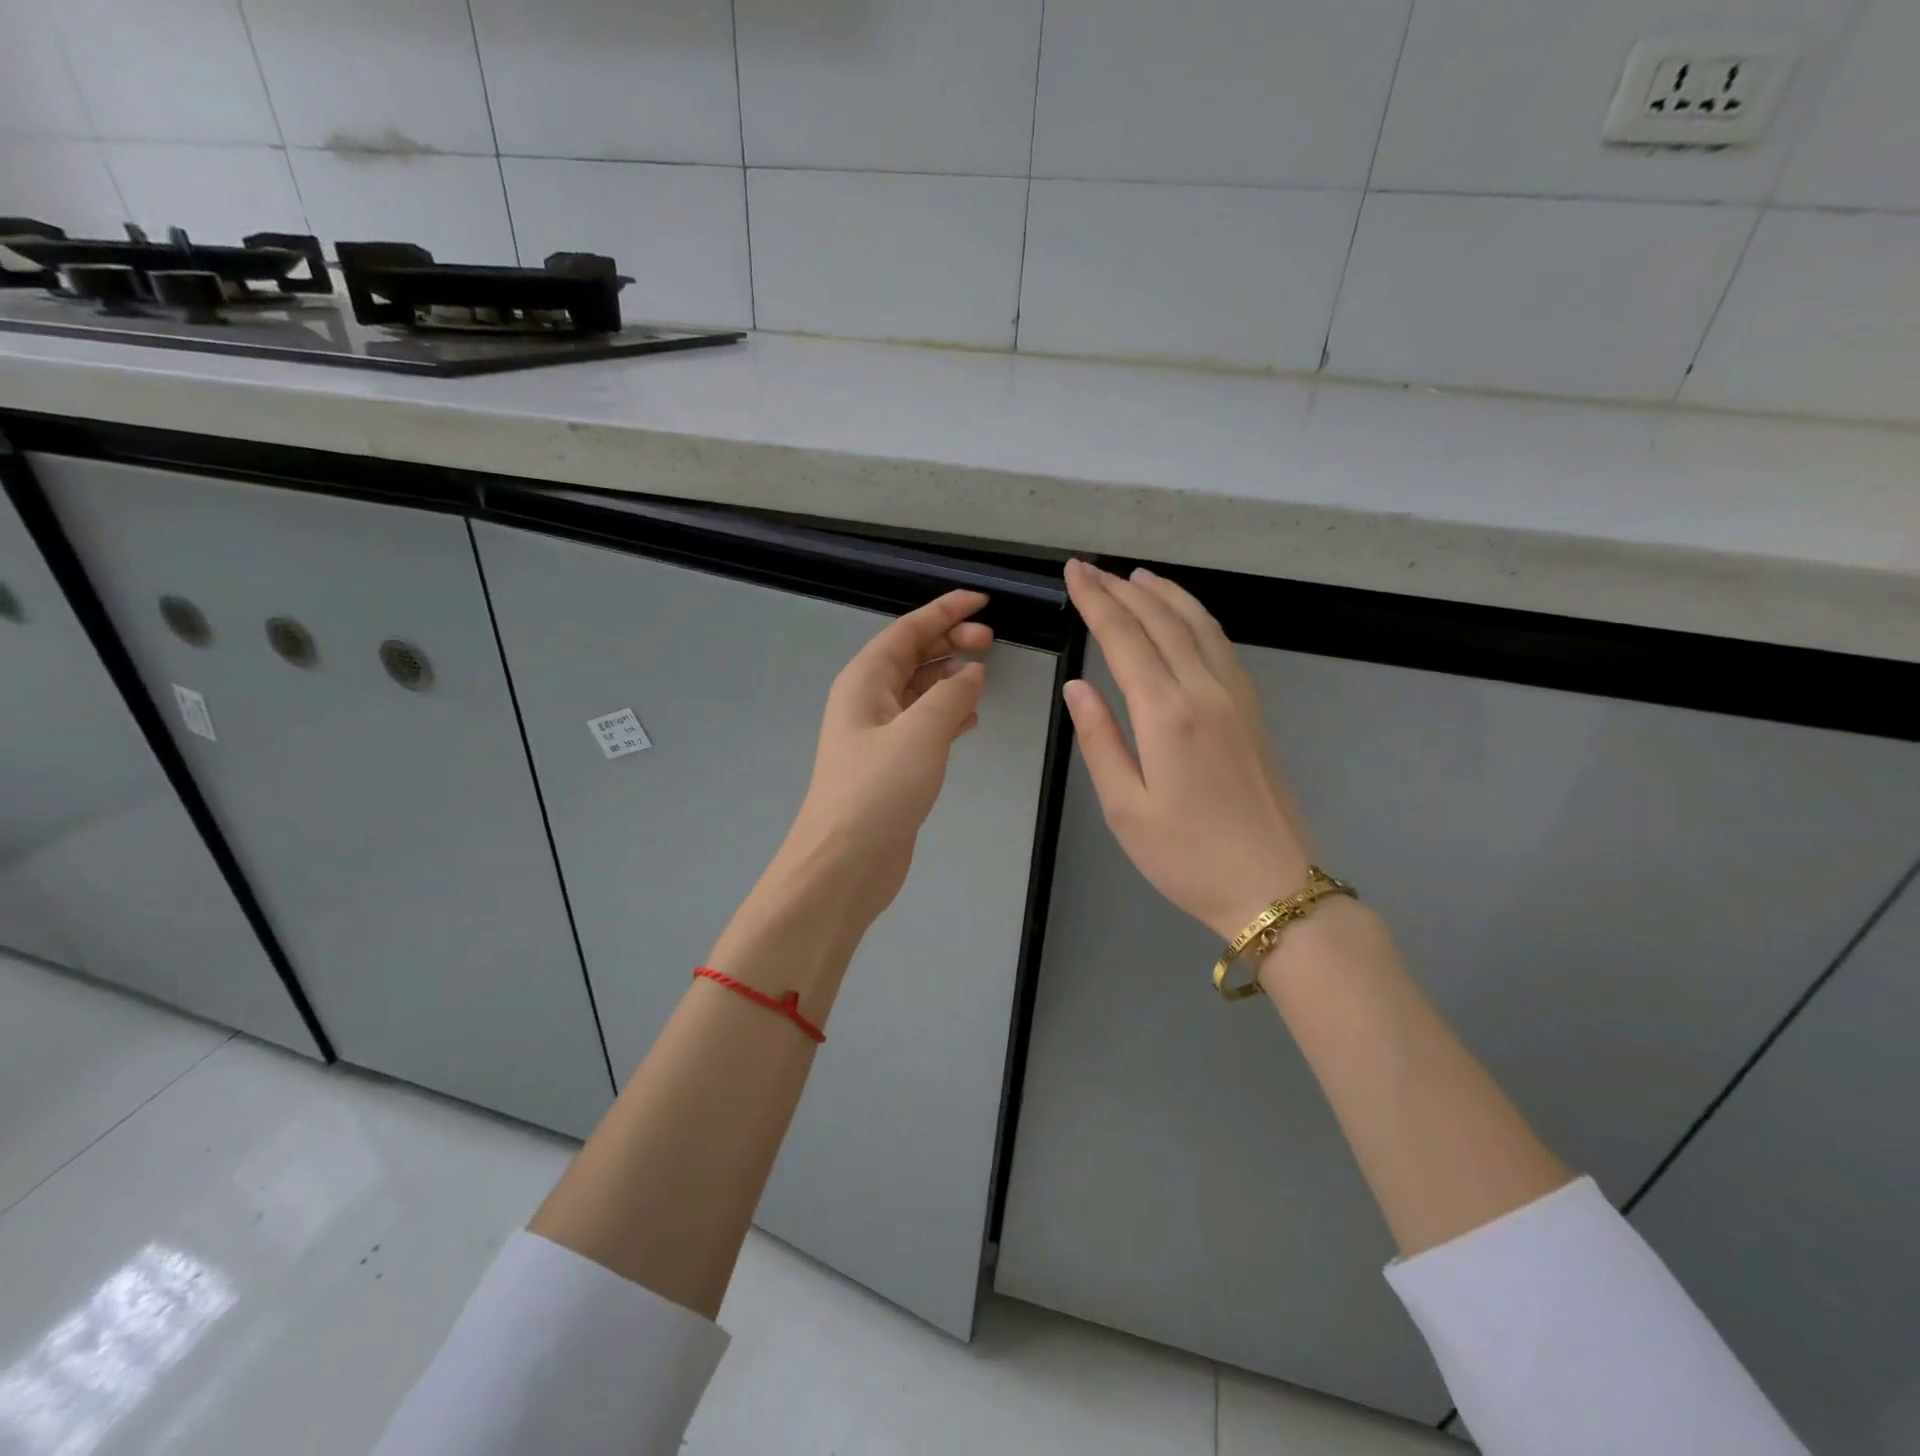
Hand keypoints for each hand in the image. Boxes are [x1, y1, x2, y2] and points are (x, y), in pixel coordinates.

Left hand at [773, 589, 991, 927]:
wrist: (844, 863)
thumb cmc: (877, 790)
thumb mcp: (920, 733)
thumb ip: (951, 697)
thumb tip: (972, 673)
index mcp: (865, 681)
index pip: (907, 631)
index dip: (944, 611)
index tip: (982, 600)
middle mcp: (868, 701)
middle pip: (912, 656)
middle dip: (950, 640)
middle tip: (992, 639)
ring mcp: (879, 734)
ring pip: (920, 690)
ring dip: (951, 677)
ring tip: (987, 673)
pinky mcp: (892, 765)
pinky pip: (924, 723)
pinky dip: (948, 713)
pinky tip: (971, 717)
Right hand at [1062, 559, 1314, 940]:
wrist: (1273, 886)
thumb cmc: (1187, 857)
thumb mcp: (1125, 808)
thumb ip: (1100, 741)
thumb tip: (1077, 688)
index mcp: (1167, 714)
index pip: (1124, 638)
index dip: (1096, 601)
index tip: (1074, 573)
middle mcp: (1205, 691)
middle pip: (1161, 621)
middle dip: (1122, 589)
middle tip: (1090, 568)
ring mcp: (1237, 697)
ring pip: (1198, 624)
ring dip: (1163, 594)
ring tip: (1135, 577)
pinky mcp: (1253, 710)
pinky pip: (1220, 644)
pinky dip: (1196, 616)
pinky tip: (1183, 616)